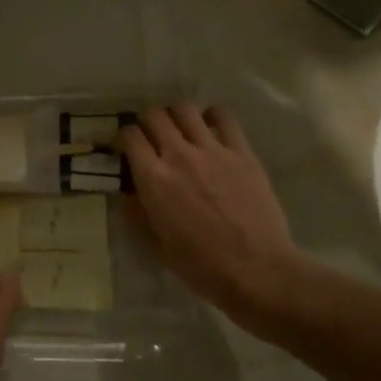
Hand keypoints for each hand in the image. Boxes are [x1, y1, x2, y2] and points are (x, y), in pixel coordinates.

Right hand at [119, 105, 301, 328]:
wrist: (257, 271)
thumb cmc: (201, 266)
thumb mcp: (156, 246)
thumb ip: (137, 213)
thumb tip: (128, 192)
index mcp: (154, 180)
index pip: (129, 136)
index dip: (123, 138)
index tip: (126, 149)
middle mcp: (179, 155)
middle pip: (154, 115)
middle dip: (146, 122)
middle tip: (151, 138)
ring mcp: (213, 150)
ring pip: (185, 109)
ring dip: (175, 116)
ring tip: (179, 130)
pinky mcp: (242, 152)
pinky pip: (223, 117)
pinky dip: (211, 116)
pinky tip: (210, 128)